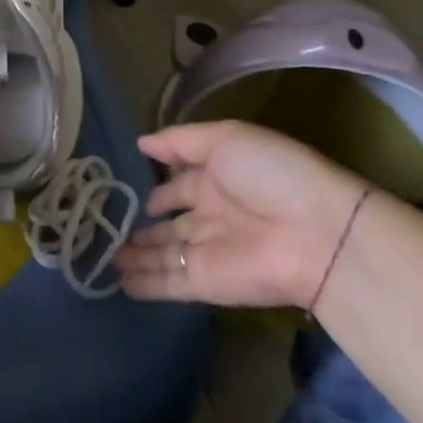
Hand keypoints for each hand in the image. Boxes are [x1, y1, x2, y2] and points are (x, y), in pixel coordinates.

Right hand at [116, 121, 369, 308]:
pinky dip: (145, 284)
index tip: (133, 192)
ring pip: (165, 254)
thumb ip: (179, 141)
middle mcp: (212, 215)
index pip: (182, 184)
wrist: (317, 235)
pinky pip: (169, 282)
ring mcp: (208, 251)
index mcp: (219, 178)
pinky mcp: (206, 283)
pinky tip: (119, 282)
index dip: (160, 188)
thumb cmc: (272, 175)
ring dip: (138, 256)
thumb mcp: (225, 139)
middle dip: (144, 227)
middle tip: (109, 228)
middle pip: (171, 225)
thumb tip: (140, 143)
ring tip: (105, 257)